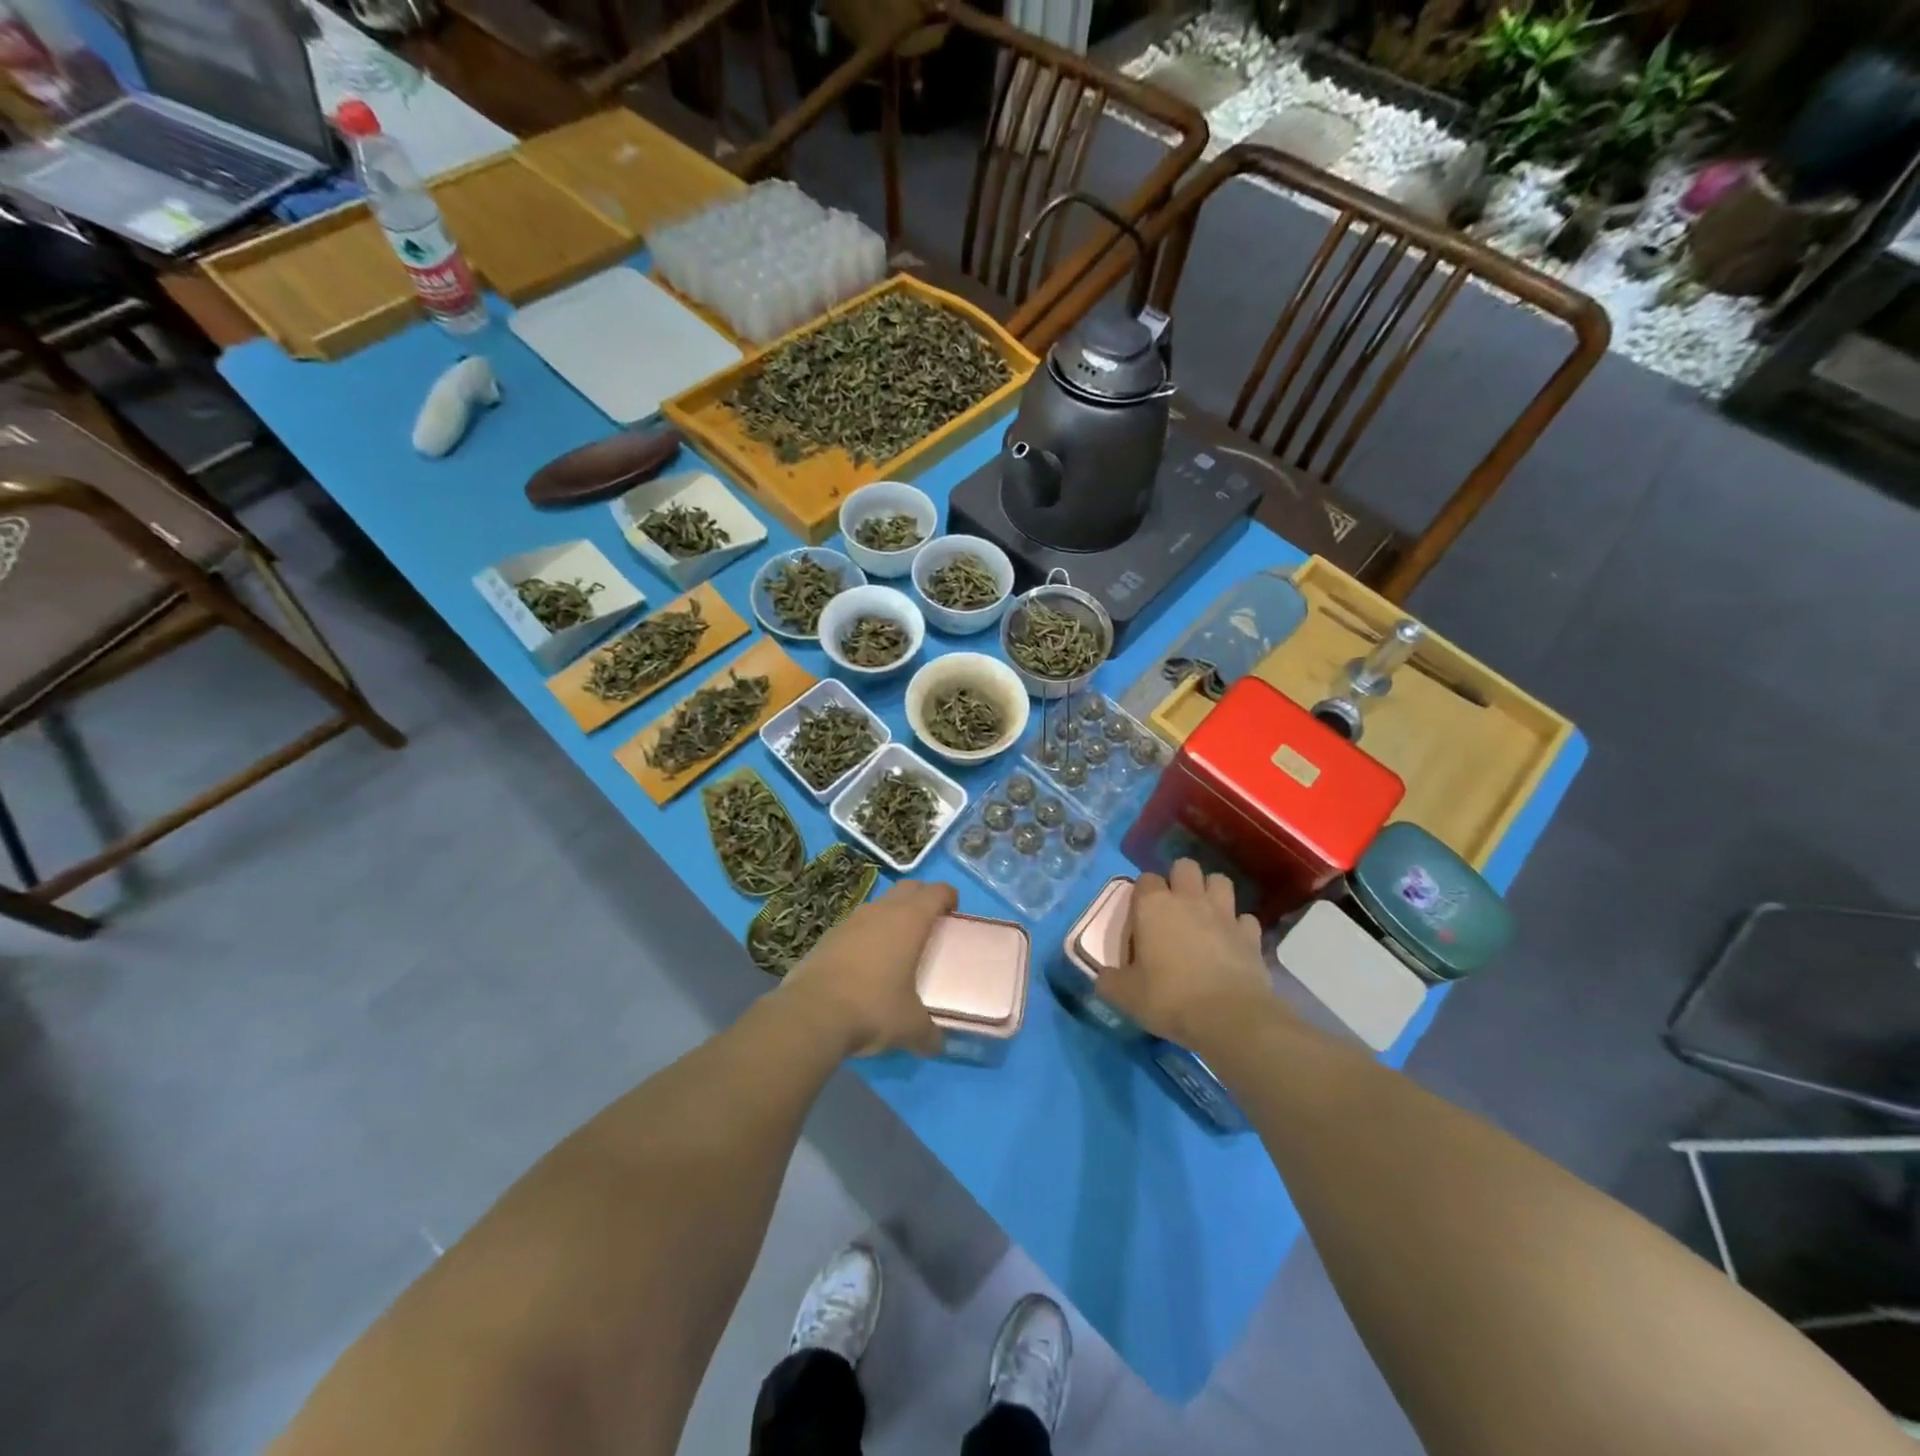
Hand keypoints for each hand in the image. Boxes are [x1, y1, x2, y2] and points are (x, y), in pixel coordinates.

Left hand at [778, 880, 955, 1058]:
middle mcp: (880, 912)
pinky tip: (865, 964)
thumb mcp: (910, 1027)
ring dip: (891, 915)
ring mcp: (850, 921)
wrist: (811, 1014)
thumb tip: (936, 1044)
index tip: (953, 911)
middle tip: (930, 923)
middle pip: (907, 888)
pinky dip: (866, 935)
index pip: (935, 892)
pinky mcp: (827, 936)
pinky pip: (855, 926)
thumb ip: (929, 1033)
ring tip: (897, 945)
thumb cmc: (873, 1009)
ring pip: (879, 905)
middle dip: (922, 898)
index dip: (948, 896)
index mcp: (909, 922)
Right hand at [1100, 859, 1272, 1048]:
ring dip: (1212, 893)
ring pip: (1220, 881)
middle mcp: (1188, 899)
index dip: (1142, 894)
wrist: (1228, 1017)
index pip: (1145, 879)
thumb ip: (1110, 981)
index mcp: (1153, 906)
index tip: (1140, 917)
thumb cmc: (1168, 998)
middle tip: (1174, 908)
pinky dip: (1238, 926)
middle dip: (1180, 879)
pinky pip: (1245, 918)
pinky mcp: (1250, 935)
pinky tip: (1232, 942)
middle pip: (1185, 866)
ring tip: (1205, 915)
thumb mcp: (1125, 995)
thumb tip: (1103, 977)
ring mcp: (1224, 914)